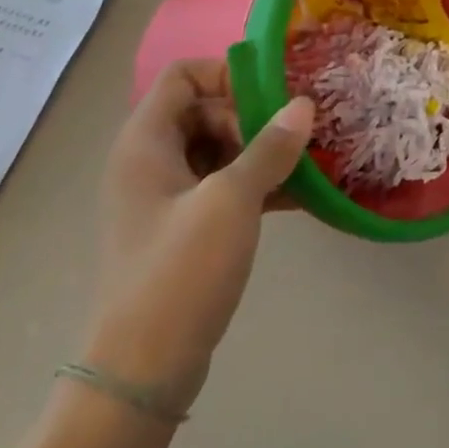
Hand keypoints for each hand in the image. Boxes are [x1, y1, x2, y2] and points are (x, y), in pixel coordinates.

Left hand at [84, 59, 313, 415]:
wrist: (141, 373)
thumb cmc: (179, 273)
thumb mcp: (231, 201)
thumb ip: (270, 147)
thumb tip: (304, 104)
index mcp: (146, 143)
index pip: (183, 74)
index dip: (228, 74)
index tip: (272, 98)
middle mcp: (151, 160)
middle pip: (206, 107)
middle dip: (253, 116)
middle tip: (291, 139)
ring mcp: (167, 197)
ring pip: (220, 147)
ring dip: (262, 150)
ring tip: (307, 161)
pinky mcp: (184, 228)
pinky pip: (224, 184)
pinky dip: (258, 182)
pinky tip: (300, 193)